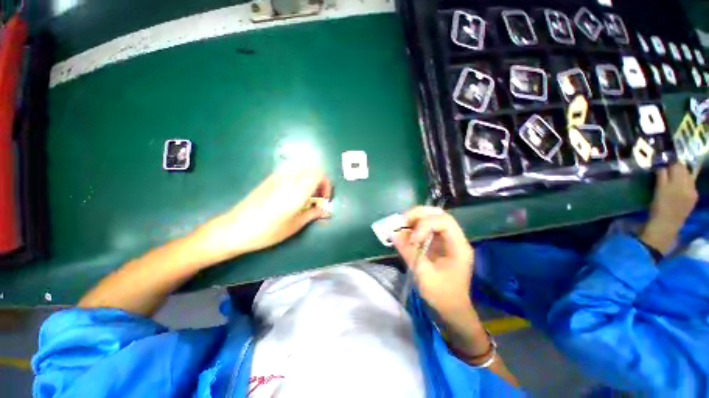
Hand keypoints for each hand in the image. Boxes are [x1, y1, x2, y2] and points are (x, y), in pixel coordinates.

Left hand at [195, 166, 331, 262]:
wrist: (234, 229)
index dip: (327, 185)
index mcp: (297, 190)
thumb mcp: (294, 225)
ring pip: (302, 168)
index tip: (325, 199)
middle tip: (317, 197)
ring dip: (309, 178)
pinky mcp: (270, 178)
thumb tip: (326, 211)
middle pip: (312, 169)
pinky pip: (291, 171)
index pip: (320, 175)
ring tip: (307, 196)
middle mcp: (289, 179)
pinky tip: (294, 193)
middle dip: (320, 181)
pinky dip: (299, 178)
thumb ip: (313, 214)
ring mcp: (278, 176)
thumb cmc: (267, 231)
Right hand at [392, 206, 474, 316]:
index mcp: (458, 246)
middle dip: (419, 215)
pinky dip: (414, 228)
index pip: (444, 221)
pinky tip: (405, 234)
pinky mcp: (438, 244)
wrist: (452, 311)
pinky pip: (426, 229)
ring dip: (415, 219)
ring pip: (432, 219)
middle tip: (402, 221)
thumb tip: (393, 234)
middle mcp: (454, 239)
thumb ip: (408, 252)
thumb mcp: (424, 275)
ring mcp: (446, 241)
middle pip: (438, 215)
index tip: (413, 239)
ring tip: (401, 226)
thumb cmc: (442, 296)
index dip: (425, 225)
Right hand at [640, 163, 697, 253]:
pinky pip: (691, 184)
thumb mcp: (658, 190)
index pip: (676, 165)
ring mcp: (692, 191)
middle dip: (677, 166)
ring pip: (689, 176)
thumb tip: (661, 165)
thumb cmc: (658, 208)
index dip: (670, 161)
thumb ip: (661, 176)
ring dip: (681, 173)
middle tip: (668, 165)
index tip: (663, 159)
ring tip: (673, 174)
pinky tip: (680, 185)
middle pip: (684, 169)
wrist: (666, 225)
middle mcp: (688, 184)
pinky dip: (686, 182)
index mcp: (677, 182)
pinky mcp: (694, 197)